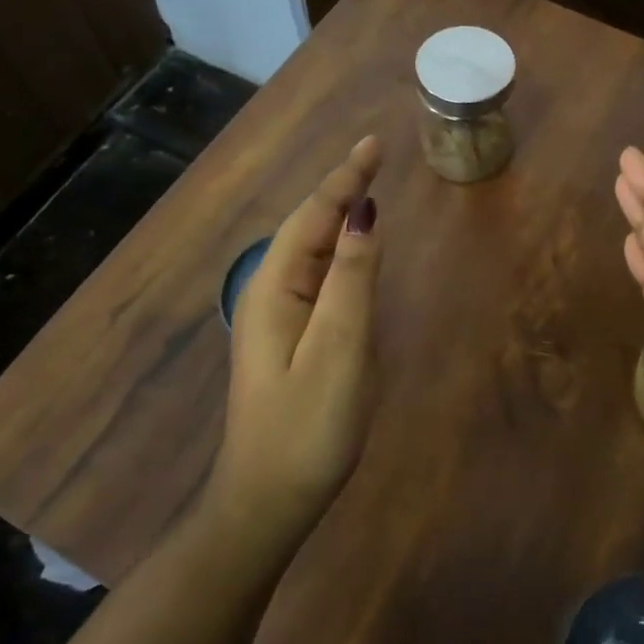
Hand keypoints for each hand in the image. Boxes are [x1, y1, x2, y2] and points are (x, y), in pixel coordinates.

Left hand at [217, 137, 383, 537]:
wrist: (268, 500)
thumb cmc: (308, 426)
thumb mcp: (340, 349)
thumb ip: (353, 278)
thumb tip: (365, 213)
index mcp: (276, 288)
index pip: (315, 216)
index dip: (346, 178)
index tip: (374, 143)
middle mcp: (270, 293)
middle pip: (309, 226)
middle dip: (341, 188)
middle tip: (375, 157)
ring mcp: (277, 317)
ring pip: (311, 250)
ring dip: (339, 215)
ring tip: (367, 186)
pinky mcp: (290, 338)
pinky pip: (316, 276)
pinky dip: (339, 249)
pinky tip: (352, 249)